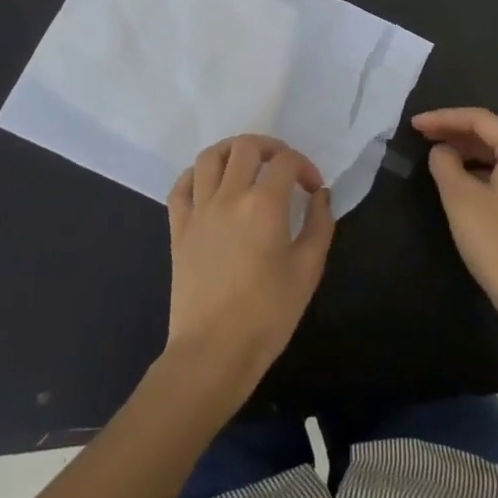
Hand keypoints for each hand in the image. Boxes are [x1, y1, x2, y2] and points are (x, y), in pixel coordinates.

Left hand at [164, 135, 334, 400]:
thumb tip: (320, 196)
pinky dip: (197, 175)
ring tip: (247, 166)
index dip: (305, 167)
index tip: (313, 190)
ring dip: (232, 151)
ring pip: (210, 156)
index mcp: (264, 204)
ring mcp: (199, 210)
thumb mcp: (309, 269)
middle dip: (271, 148)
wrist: (214, 351)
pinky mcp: (178, 228)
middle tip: (283, 168)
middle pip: (246, 146)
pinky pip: (181, 186)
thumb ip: (320, 224)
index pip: (286, 161)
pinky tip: (211, 185)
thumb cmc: (268, 313)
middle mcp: (229, 196)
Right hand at [412, 107, 497, 338]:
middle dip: (457, 133)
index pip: (479, 119)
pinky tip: (466, 183)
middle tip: (422, 137)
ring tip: (439, 158)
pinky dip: (486, 172)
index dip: (443, 118)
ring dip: (470, 154)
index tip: (414, 124)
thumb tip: (442, 151)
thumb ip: (445, 165)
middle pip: (494, 135)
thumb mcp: (461, 201)